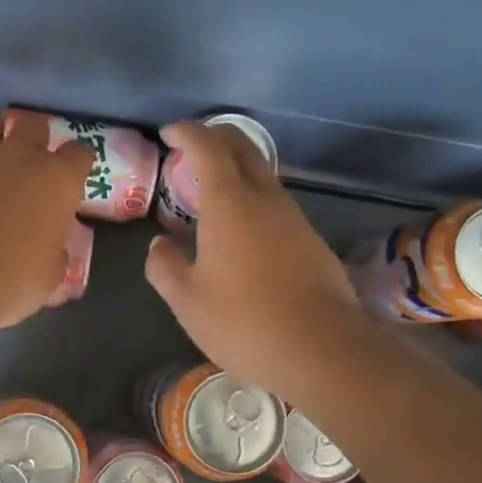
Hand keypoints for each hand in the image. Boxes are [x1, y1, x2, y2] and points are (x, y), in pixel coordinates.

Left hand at [0, 107, 92, 332]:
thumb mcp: (50, 276)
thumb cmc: (10, 282)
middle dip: (33, 137)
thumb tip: (52, 247)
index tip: (69, 178)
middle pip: (34, 123)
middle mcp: (21, 154)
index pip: (79, 154)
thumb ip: (55, 251)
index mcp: (58, 181)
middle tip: (25, 161)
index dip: (75, 164)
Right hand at [144, 121, 376, 403]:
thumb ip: (165, 266)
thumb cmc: (243, 322)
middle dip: (216, 138)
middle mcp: (266, 200)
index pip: (209, 148)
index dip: (188, 133)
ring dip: (235, 171)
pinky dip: (251, 200)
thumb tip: (160, 245)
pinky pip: (275, 205)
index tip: (170, 133)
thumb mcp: (187, 300)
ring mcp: (294, 219)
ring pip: (263, 177)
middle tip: (191, 147)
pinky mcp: (310, 242)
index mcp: (231, 204)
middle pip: (244, 149)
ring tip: (209, 191)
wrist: (321, 349)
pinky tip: (239, 230)